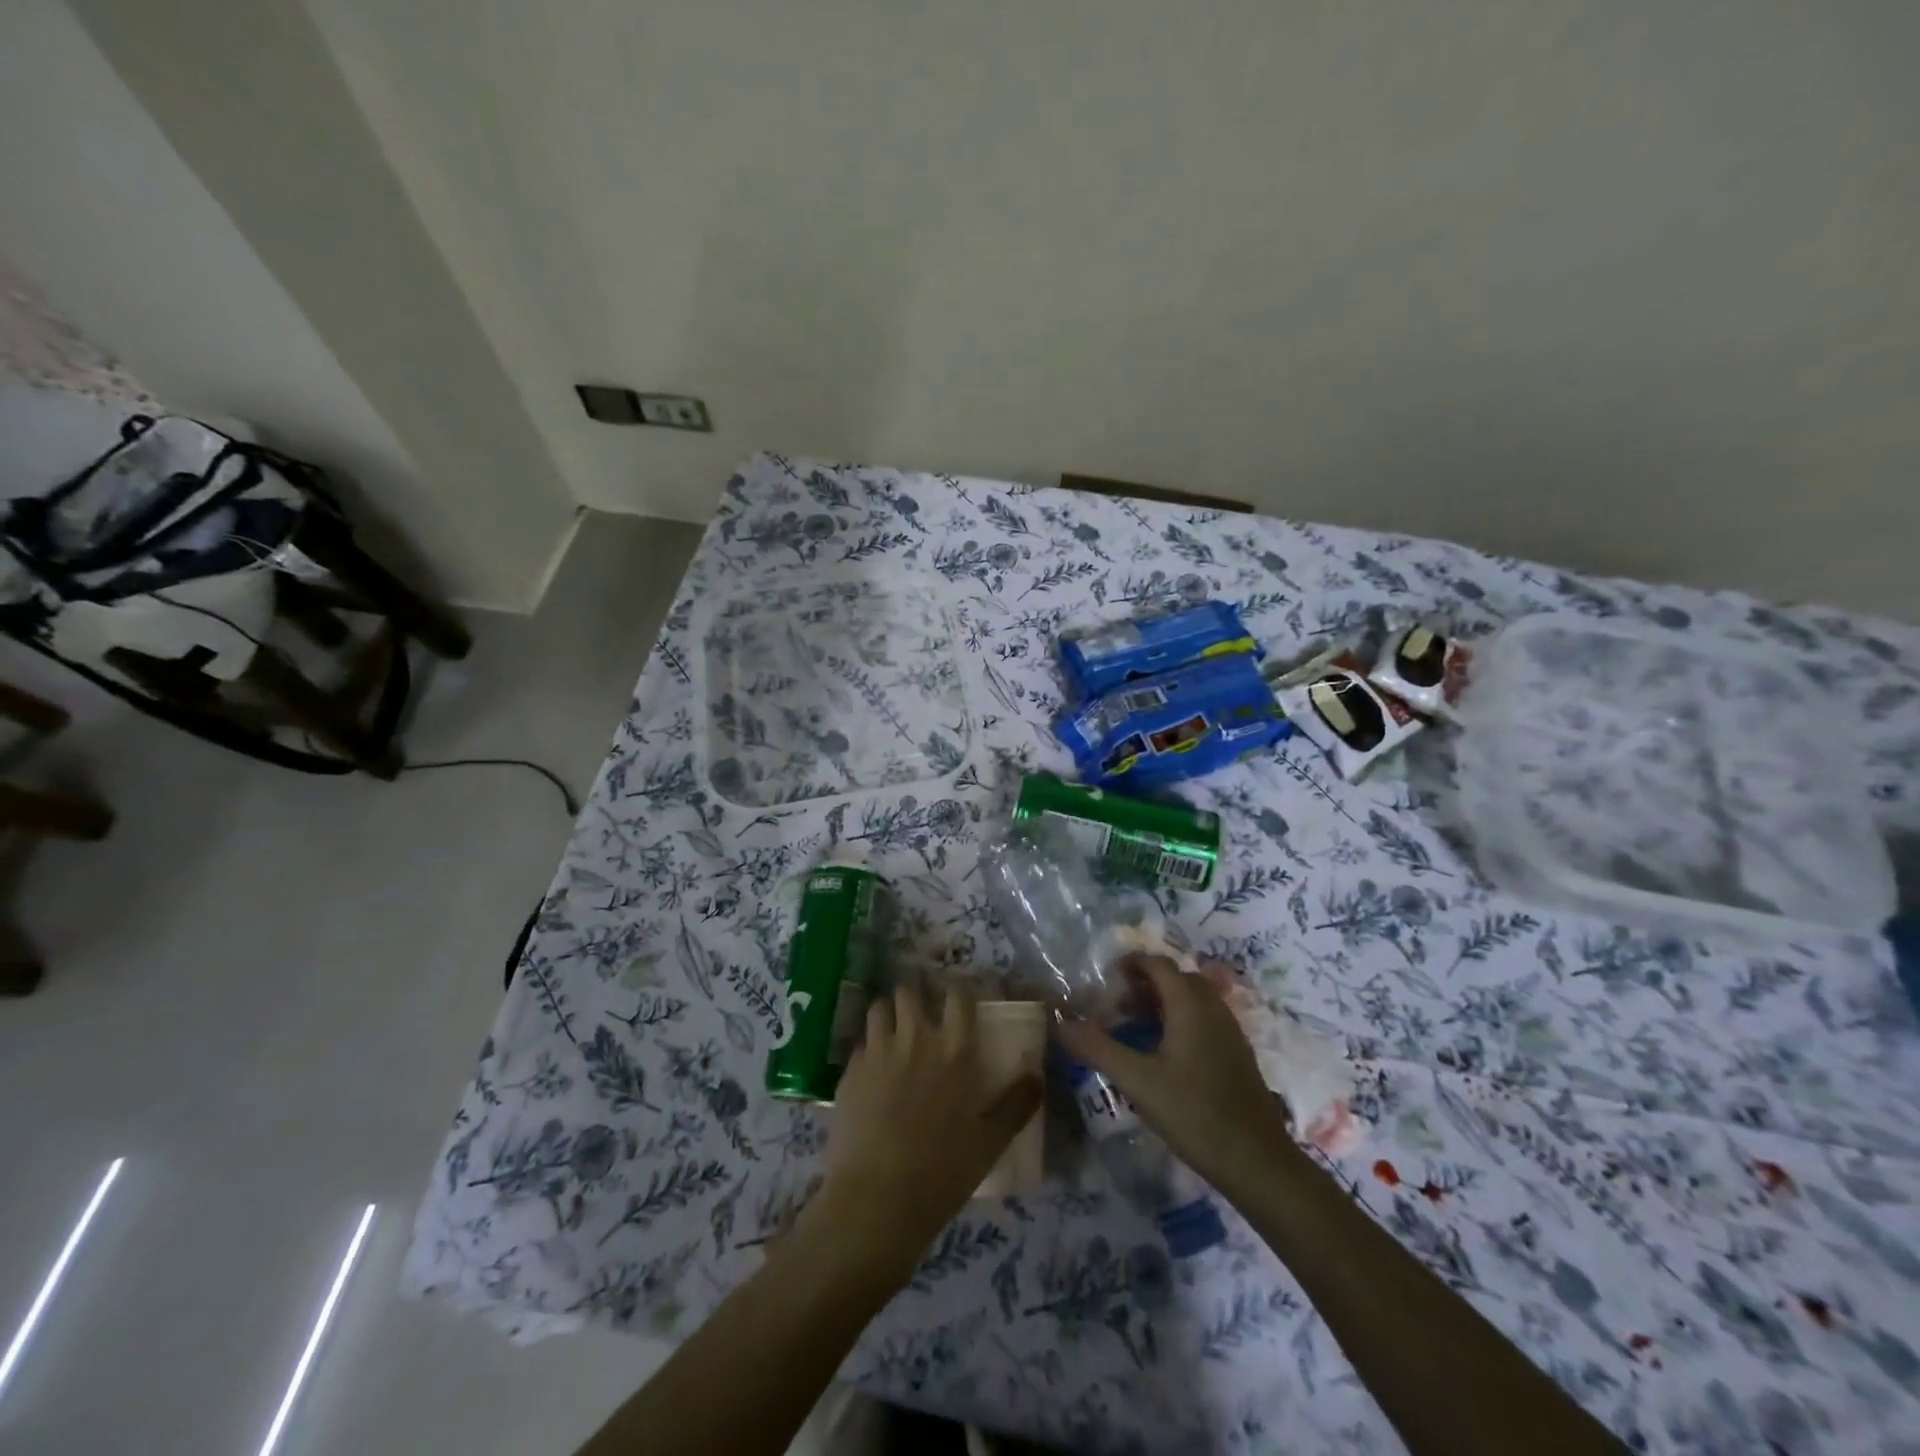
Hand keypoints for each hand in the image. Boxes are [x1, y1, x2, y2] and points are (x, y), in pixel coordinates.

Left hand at [802, 983, 1041, 1284]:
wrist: (876, 1198)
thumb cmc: (942, 1171)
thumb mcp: (991, 1142)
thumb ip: (1016, 1104)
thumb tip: (1037, 1075)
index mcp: (954, 1050)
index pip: (957, 997)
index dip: (958, 991)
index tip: (960, 998)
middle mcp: (915, 1039)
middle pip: (910, 992)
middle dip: (915, 996)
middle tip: (921, 1014)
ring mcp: (878, 1052)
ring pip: (879, 1008)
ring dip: (888, 1014)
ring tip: (893, 1032)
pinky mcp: (850, 1071)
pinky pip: (860, 1044)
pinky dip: (868, 1049)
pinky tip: (872, 1071)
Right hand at [1053, 954, 1290, 1188]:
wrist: (1257, 1161)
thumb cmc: (1194, 1113)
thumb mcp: (1137, 1081)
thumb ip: (1097, 1048)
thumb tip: (1060, 1022)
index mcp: (1189, 1005)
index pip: (1158, 964)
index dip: (1132, 963)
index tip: (1107, 978)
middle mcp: (1212, 1008)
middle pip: (1178, 977)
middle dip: (1147, 982)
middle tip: (1119, 1003)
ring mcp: (1230, 1031)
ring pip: (1194, 999)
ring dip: (1166, 1001)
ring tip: (1137, 1026)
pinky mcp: (1238, 1054)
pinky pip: (1206, 1020)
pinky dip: (1183, 1020)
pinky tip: (1166, 1054)